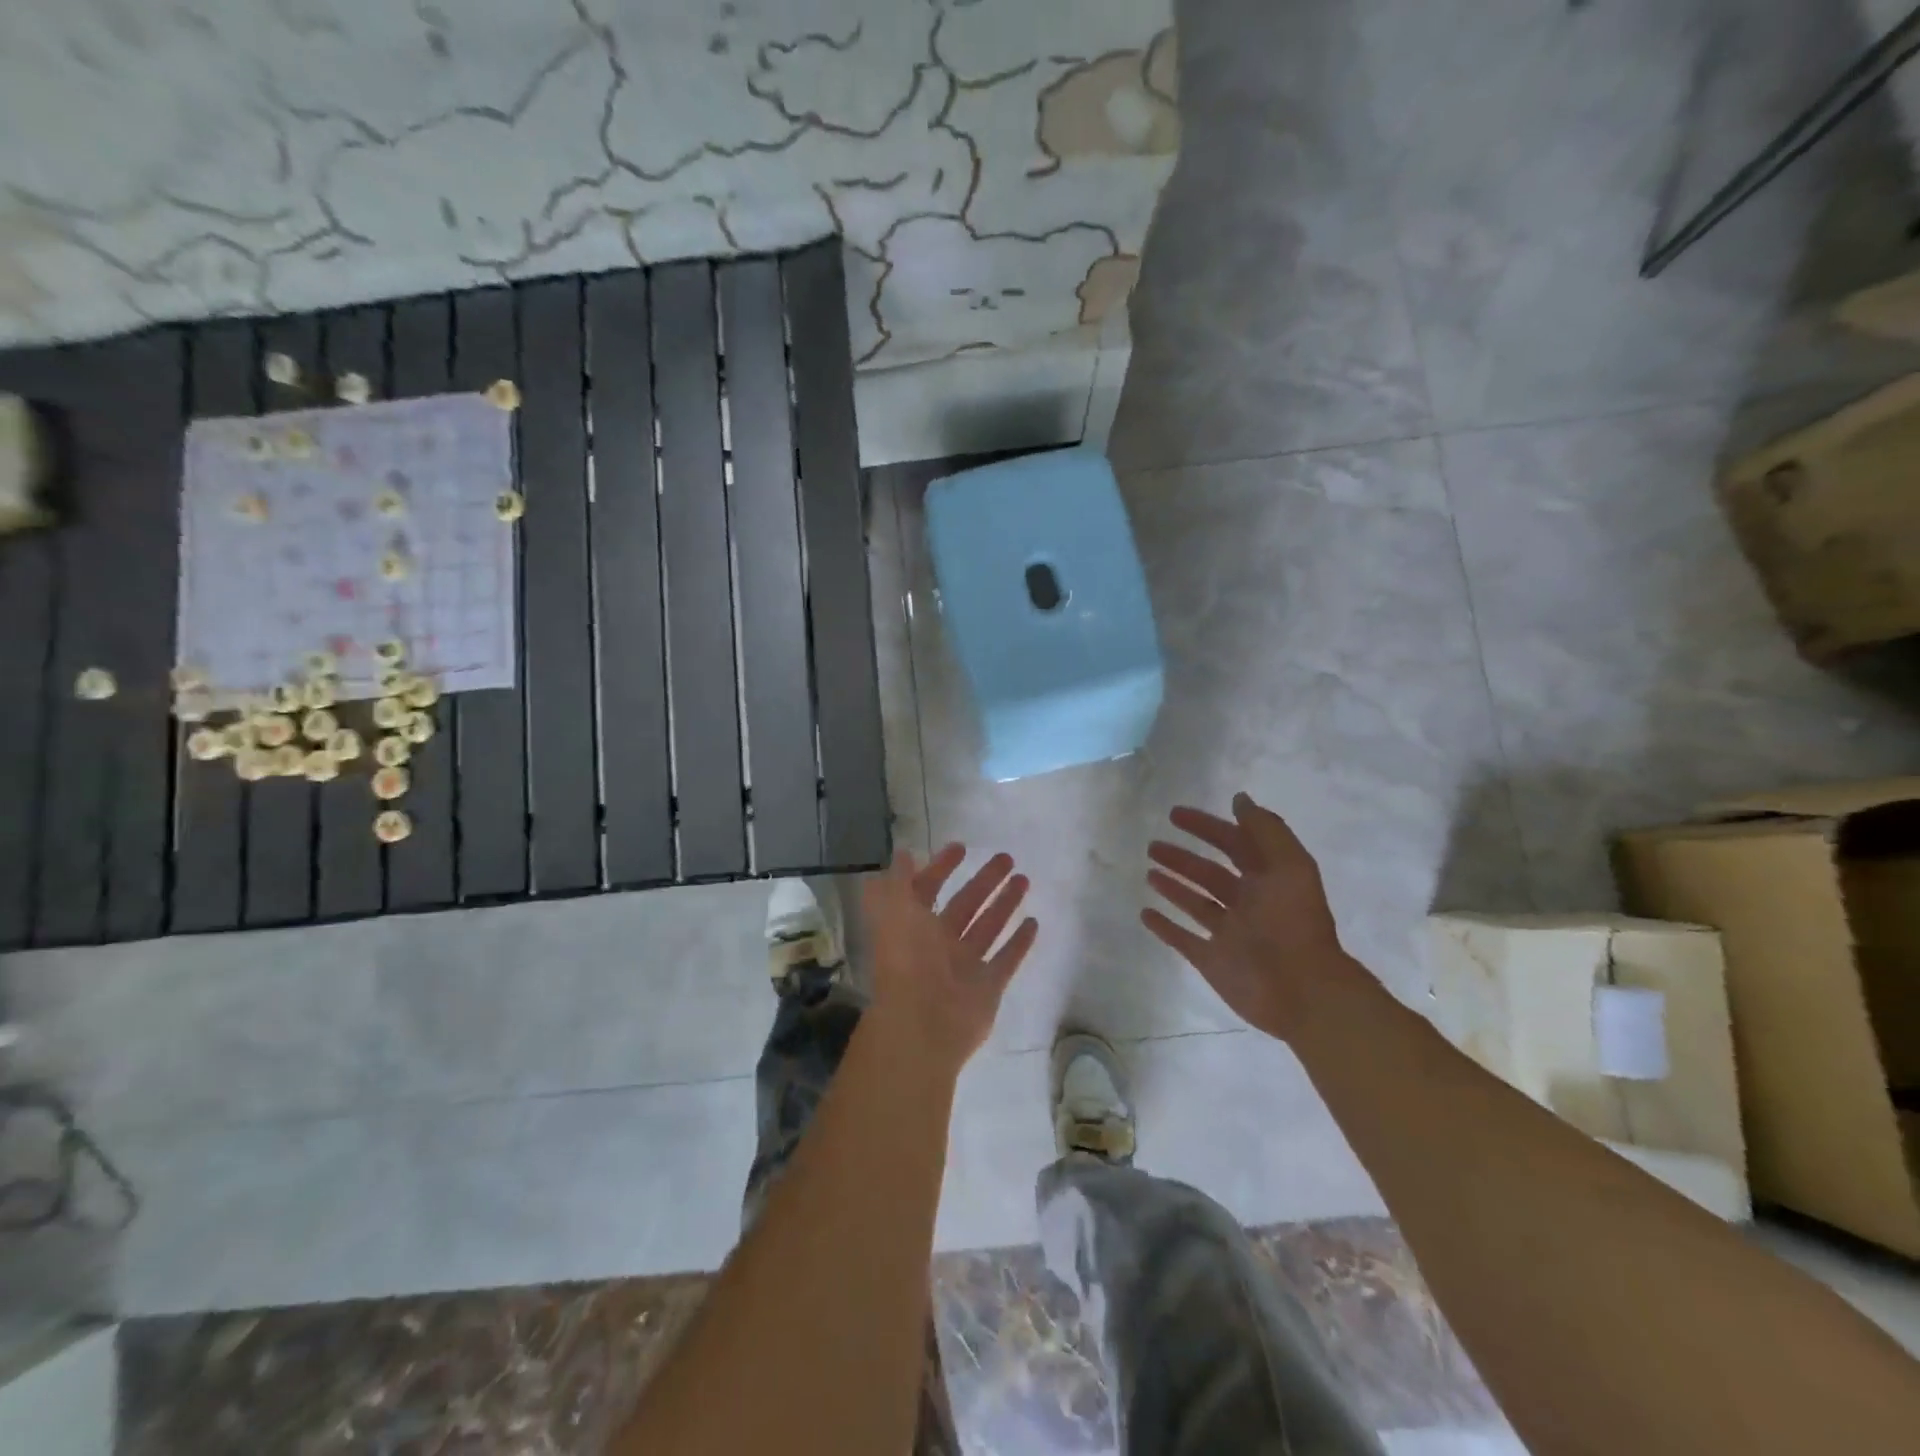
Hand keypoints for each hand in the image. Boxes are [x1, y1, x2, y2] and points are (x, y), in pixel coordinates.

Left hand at [861, 845, 1038, 1076]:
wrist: (922, 1024)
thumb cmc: (905, 961)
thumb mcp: (894, 911)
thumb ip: (899, 881)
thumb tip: (903, 853)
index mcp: (913, 925)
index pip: (928, 889)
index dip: (941, 867)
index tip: (962, 847)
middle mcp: (939, 944)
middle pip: (965, 905)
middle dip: (984, 881)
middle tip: (1006, 858)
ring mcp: (965, 967)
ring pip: (988, 927)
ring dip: (1005, 903)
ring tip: (1024, 879)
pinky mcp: (988, 987)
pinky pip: (1007, 959)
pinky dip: (1019, 942)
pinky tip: (1034, 921)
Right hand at [1143, 792, 1351, 1039]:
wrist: (1301, 990)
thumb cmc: (1292, 923)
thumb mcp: (1290, 866)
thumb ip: (1266, 830)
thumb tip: (1239, 798)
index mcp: (1267, 879)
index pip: (1233, 844)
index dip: (1206, 827)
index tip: (1174, 814)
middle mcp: (1247, 903)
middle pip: (1209, 874)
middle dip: (1183, 858)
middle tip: (1153, 845)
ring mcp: (1228, 933)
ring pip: (1195, 903)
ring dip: (1173, 886)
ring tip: (1149, 872)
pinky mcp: (1212, 961)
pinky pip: (1183, 939)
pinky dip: (1164, 927)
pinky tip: (1145, 913)